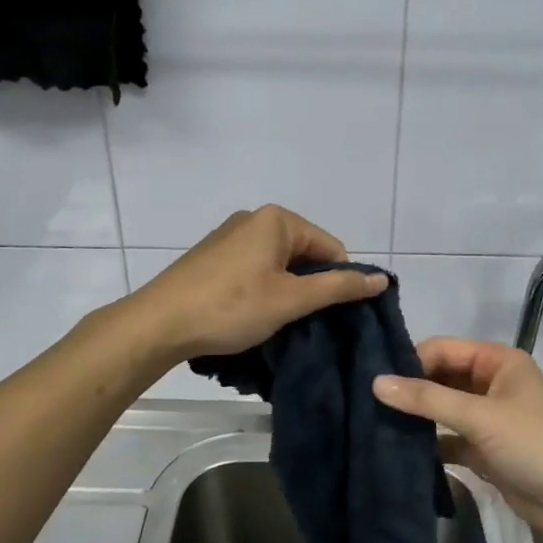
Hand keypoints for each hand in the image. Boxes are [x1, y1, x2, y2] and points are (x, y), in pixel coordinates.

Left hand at [127, 205, 386, 361]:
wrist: (159, 323)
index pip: (331, 247)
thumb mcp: (291, 300)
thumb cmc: (231, 307)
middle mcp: (253, 219)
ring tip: (276, 323)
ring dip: (285, 292)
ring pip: (278, 265)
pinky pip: (253, 269)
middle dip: (309, 287)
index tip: (329, 316)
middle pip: (304, 254)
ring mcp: (229, 237)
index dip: (338, 282)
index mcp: (277, 219)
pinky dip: (261, 291)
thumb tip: (382, 278)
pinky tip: (251, 316)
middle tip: (302, 322)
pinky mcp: (212, 257)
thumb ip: (338, 287)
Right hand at [373, 339, 542, 539]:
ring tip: (375, 423)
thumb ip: (427, 399)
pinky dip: (428, 443)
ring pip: (443, 408)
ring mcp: (489, 417)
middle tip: (368, 401)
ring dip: (417, 417)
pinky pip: (448, 438)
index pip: (444, 348)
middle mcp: (492, 382)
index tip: (375, 379)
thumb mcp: (479, 416)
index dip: (411, 361)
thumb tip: (375, 382)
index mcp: (498, 361)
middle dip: (411, 389)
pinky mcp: (484, 449)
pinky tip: (398, 451)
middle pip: (441, 377)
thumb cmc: (533, 445)